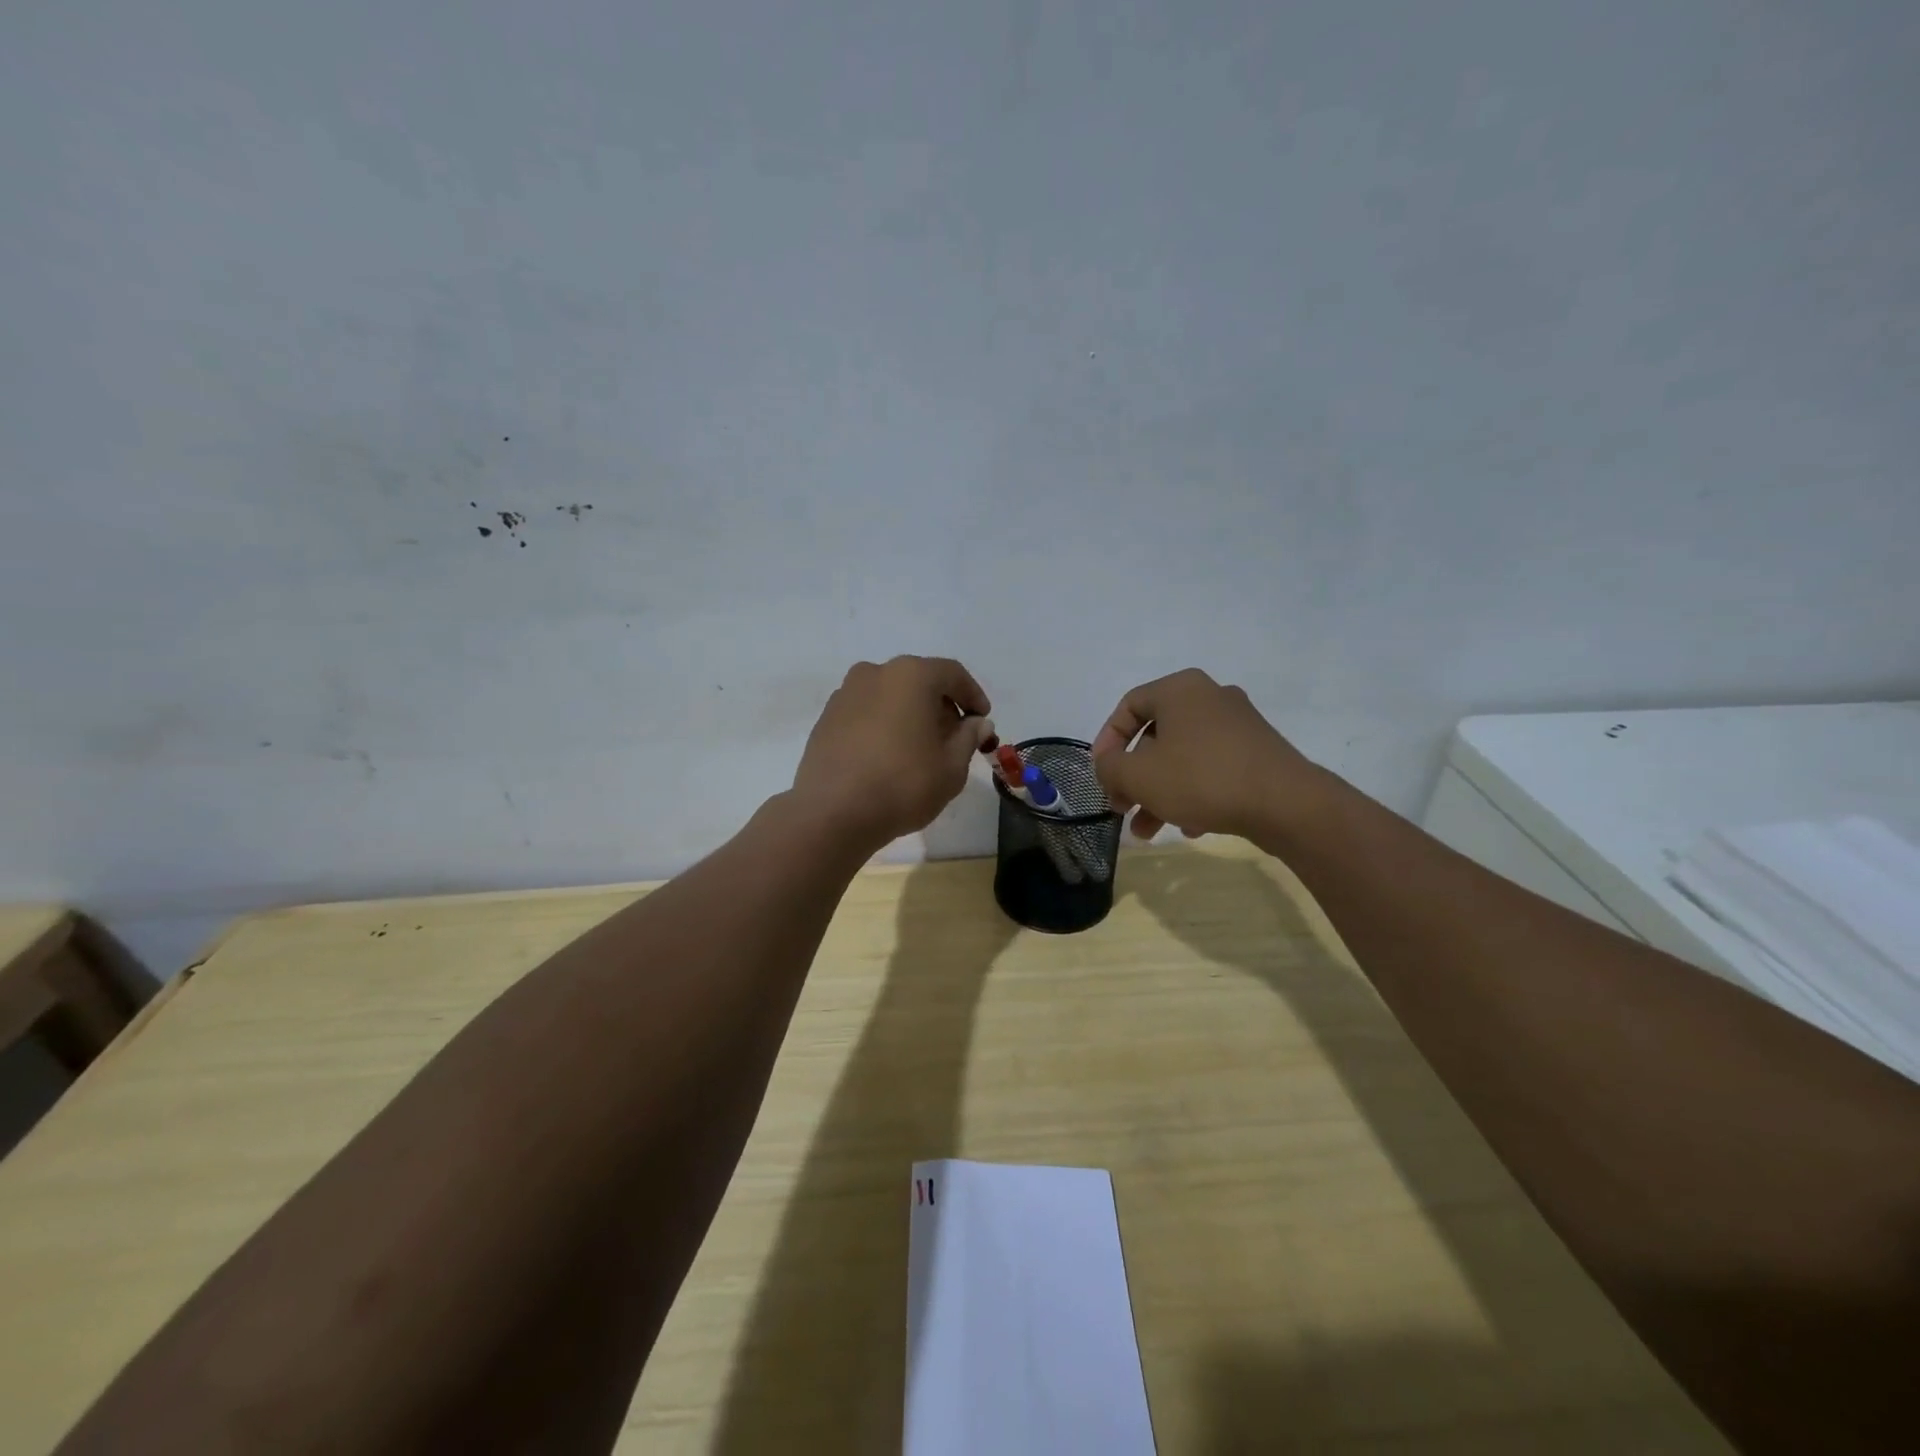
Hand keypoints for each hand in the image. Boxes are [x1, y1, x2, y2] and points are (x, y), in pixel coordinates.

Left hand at [791, 656, 992, 850]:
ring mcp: (846, 694)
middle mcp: (875, 673)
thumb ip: (969, 738)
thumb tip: (977, 723)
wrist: (832, 813)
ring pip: (890, 696)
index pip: (952, 674)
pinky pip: (867, 712)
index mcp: (910, 675)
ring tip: (921, 748)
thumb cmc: (902, 785)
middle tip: (955, 737)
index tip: (982, 719)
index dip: (973, 695)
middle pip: (919, 681)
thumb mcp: (952, 767)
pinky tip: (889, 755)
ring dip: (910, 714)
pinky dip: (884, 724)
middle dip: (941, 705)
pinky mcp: (827, 718)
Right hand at [1090, 669, 1316, 842]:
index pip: (1128, 706)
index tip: (1101, 774)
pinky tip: (1189, 826)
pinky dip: (1192, 793)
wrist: (1286, 804)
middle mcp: (1209, 697)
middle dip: (1133, 777)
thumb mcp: (1138, 775)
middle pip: (1155, 736)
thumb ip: (1109, 767)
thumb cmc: (1202, 778)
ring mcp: (1238, 724)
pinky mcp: (1257, 752)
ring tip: (1148, 831)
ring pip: (1182, 757)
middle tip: (1122, 806)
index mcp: (1180, 689)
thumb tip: (1108, 766)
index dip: (1106, 741)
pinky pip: (1211, 768)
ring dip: (1159, 793)